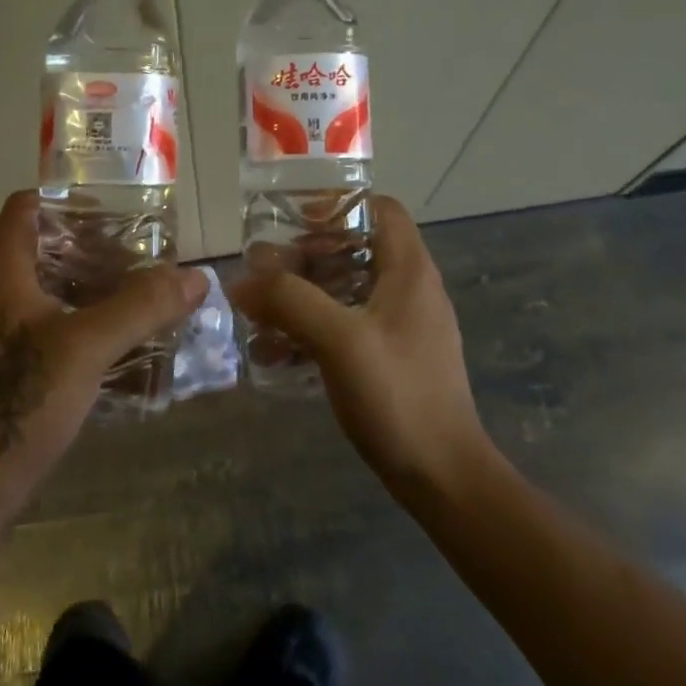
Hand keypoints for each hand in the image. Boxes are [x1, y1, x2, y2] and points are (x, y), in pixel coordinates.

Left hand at [0, 191, 207, 510]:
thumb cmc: (23, 400)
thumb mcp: (88, 345)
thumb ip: (141, 307)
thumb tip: (196, 276)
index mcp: (6, 272)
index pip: (26, 207)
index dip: (66, 197)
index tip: (115, 207)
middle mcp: (4, 294)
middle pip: (49, 247)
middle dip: (99, 246)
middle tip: (147, 253)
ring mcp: (9, 334)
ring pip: (59, 291)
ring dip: (101, 288)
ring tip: (149, 293)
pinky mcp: (19, 369)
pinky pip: (62, 329)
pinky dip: (95, 325)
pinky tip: (132, 343)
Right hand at [229, 196, 495, 497]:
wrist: (444, 479)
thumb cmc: (398, 395)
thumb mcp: (338, 339)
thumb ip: (288, 301)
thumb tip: (241, 280)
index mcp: (409, 271)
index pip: (380, 209)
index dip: (338, 206)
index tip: (294, 223)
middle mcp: (410, 290)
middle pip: (356, 248)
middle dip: (307, 256)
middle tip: (267, 271)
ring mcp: (403, 327)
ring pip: (348, 289)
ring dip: (304, 295)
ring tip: (263, 312)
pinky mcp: (393, 359)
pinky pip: (348, 326)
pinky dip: (314, 328)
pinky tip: (278, 353)